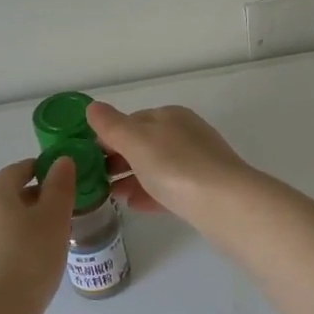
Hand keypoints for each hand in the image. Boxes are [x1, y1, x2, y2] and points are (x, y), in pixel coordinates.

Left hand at [0, 157, 76, 313]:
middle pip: (8, 197)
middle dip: (35, 198)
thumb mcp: (54, 219)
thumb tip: (61, 161)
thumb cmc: (27, 260)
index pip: (16, 170)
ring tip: (54, 240)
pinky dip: (18, 248)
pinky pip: (0, 249)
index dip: (38, 168)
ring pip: (4, 225)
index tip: (61, 175)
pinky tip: (35, 265)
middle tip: (64, 209)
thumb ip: (60, 187)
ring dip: (27, 225)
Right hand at [85, 102, 259, 224]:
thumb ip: (112, 125)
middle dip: (119, 160)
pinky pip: (171, 188)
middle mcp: (186, 134)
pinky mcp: (205, 190)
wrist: (225, 204)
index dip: (108, 137)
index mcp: (170, 116)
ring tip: (111, 196)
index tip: (87, 157)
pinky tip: (136, 206)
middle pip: (144, 144)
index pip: (132, 120)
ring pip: (157, 167)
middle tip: (96, 179)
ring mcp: (198, 162)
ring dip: (133, 178)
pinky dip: (151, 194)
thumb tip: (93, 107)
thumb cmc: (176, 167)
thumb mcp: (137, 141)